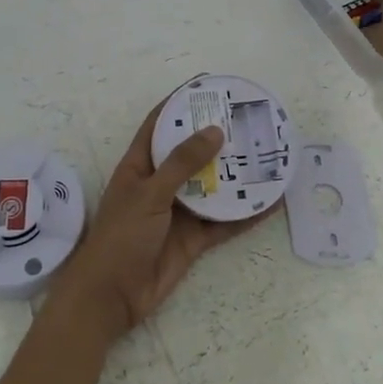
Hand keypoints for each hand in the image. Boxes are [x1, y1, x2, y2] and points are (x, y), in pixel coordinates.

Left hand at [47, 103, 254, 342]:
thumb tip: (214, 131)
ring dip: (236, 174)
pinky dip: (245, 213)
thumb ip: (182, 163)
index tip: (208, 86)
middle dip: (216, 137)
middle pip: (191, 153)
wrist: (112, 297)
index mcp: (140, 165)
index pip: (160, 123)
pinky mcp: (193, 239)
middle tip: (249, 119)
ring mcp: (178, 211)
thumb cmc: (121, 236)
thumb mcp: (149, 193)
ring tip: (266, 155)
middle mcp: (160, 183)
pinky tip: (270, 202)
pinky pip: (223, 221)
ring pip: (212, 186)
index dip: (181, 102)